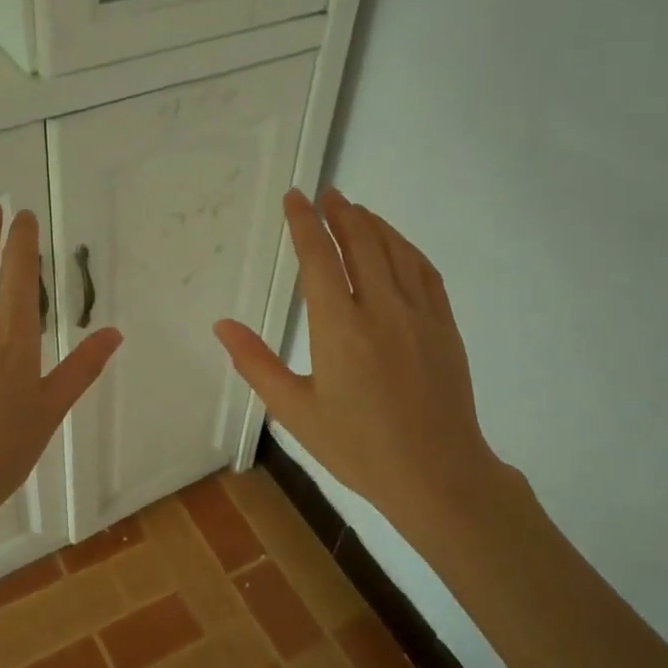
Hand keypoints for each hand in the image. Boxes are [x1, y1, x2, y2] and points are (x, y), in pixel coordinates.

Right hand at [213, 189, 501, 529]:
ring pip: (395, 251)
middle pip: (361, 243)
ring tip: (355, 208)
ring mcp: (419, 315)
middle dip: (340, 213)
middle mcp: (381, 309)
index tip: (296, 198)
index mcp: (339, 328)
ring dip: (373, 223)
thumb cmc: (358, 447)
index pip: (319, 258)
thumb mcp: (295, 411)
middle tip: (326, 193)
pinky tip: (396, 244)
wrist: (437, 474)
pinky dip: (406, 248)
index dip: (305, 223)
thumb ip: (256, 363)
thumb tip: (222, 325)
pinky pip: (425, 271)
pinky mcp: (445, 326)